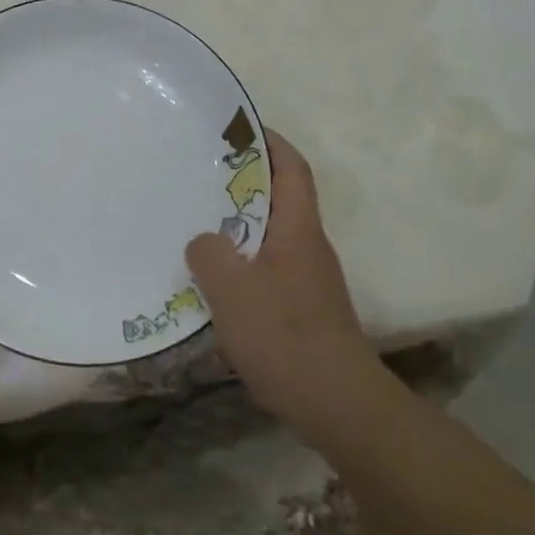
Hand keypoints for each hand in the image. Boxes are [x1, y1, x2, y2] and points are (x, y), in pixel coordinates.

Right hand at [186, 131, 378, 435]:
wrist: (339, 405)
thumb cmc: (285, 336)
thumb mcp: (232, 289)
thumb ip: (209, 253)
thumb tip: (204, 242)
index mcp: (298, 229)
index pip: (292, 168)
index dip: (270, 142)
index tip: (237, 129)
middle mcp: (308, 246)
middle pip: (279, 199)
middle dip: (243, 183)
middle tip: (198, 176)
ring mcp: (308, 280)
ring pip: (269, 236)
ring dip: (238, 226)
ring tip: (195, 223)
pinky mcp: (302, 309)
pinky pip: (266, 269)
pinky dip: (241, 263)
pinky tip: (212, 281)